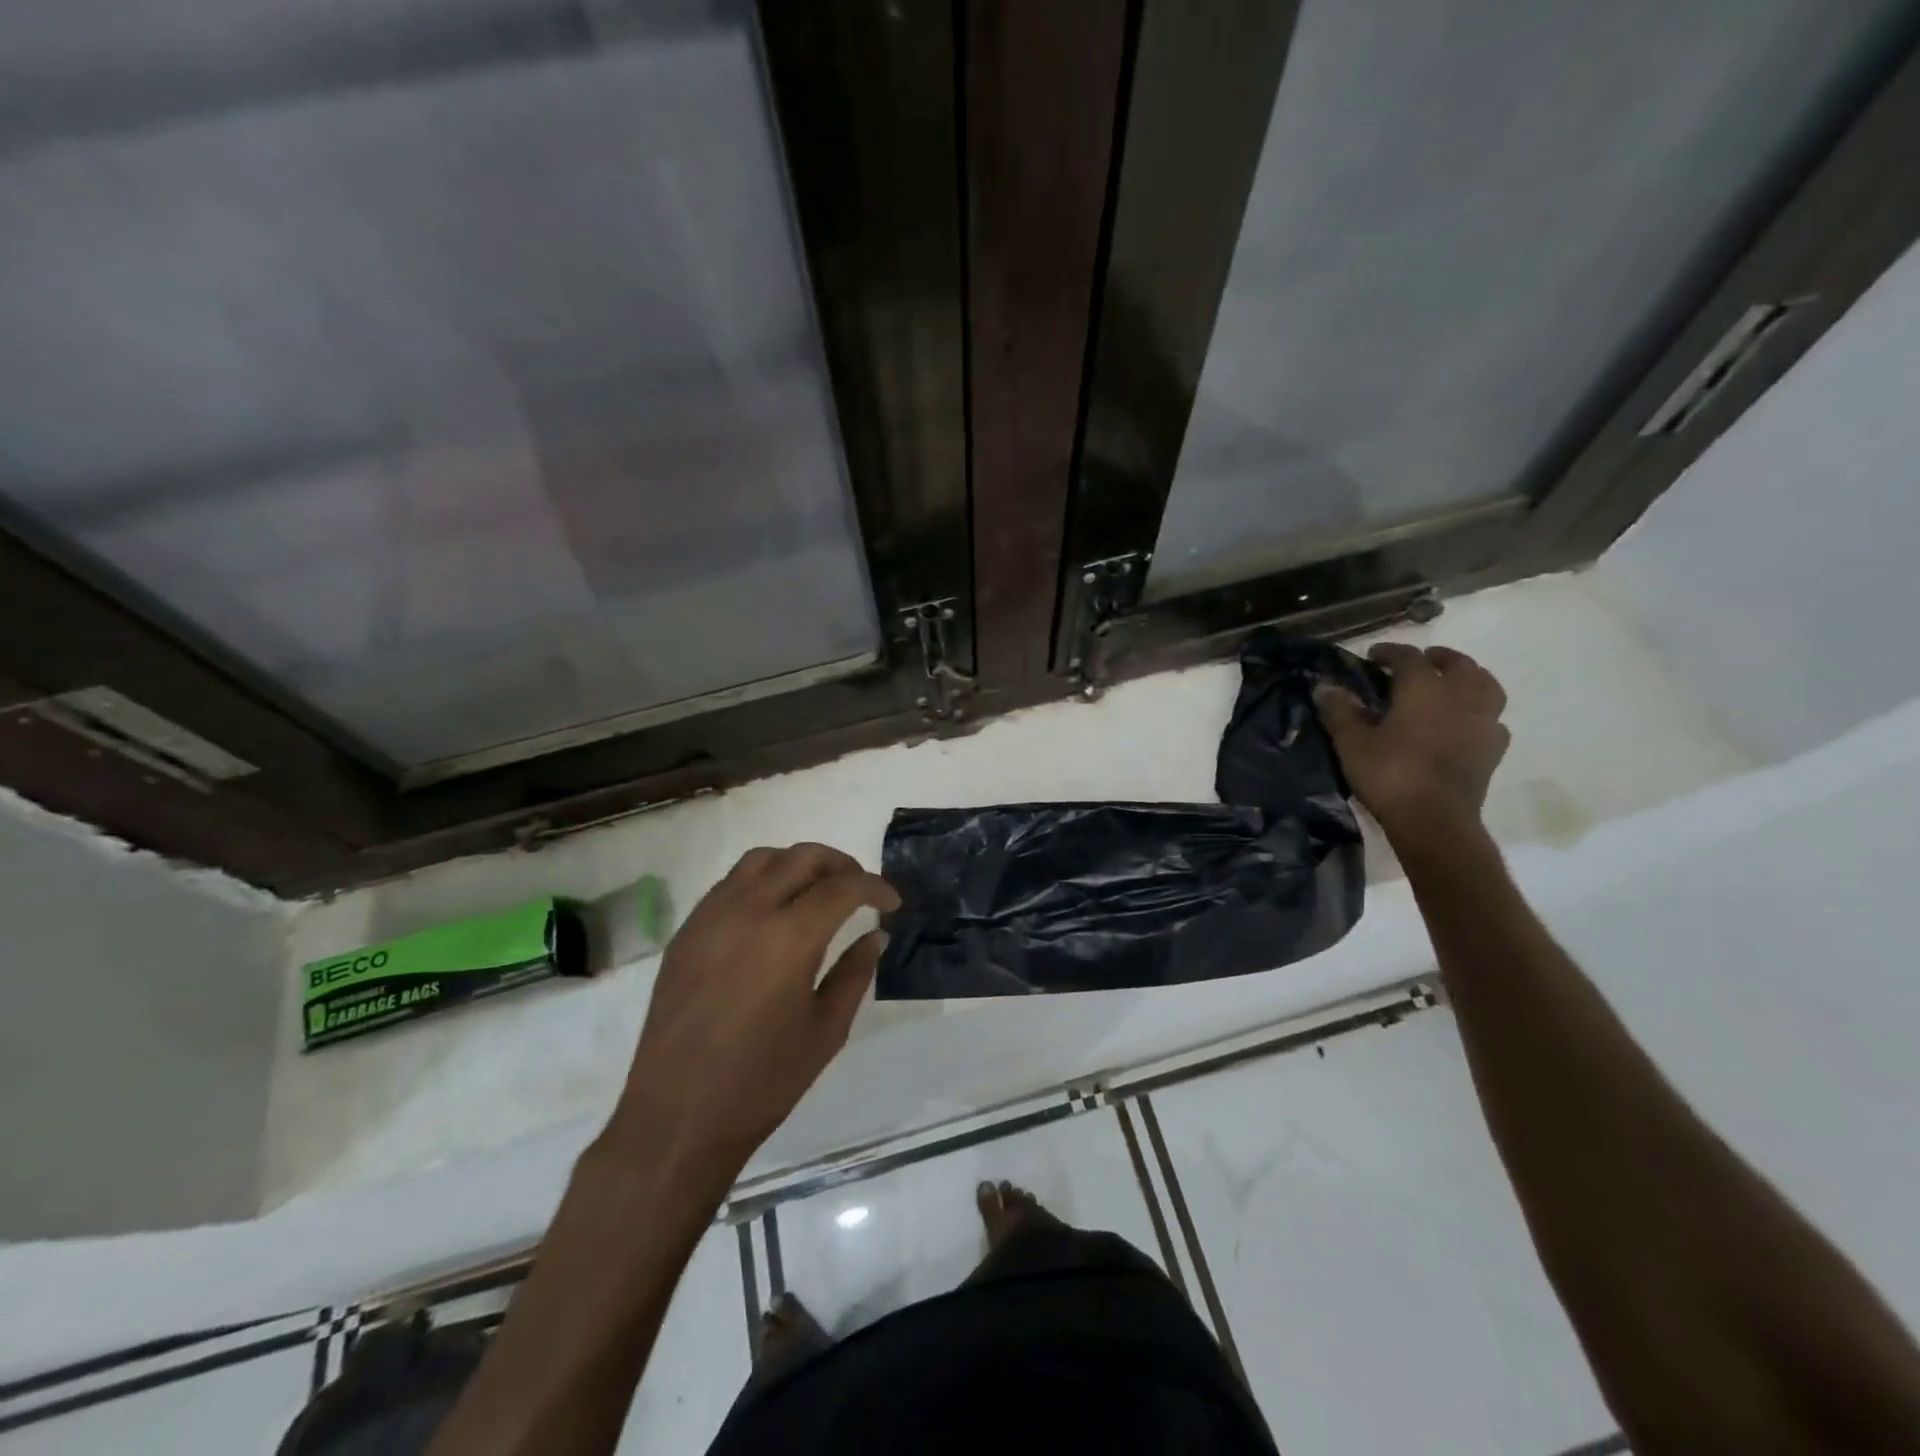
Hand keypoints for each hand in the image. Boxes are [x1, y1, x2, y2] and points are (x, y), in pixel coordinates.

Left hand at [612, 844, 898, 1178]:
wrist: (677, 1117)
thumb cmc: (762, 1082)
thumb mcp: (826, 1031)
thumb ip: (855, 974)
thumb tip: (875, 936)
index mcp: (789, 937)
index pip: (843, 886)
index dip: (875, 887)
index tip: (893, 903)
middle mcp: (748, 911)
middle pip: (802, 857)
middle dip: (841, 865)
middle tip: (860, 890)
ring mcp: (710, 917)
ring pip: (761, 859)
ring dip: (797, 864)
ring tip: (816, 891)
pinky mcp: (686, 932)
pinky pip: (729, 884)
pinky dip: (761, 880)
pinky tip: (772, 912)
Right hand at [1315, 642, 1509, 835]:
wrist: (1434, 820)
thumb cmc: (1389, 774)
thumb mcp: (1351, 742)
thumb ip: (1339, 710)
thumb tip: (1324, 686)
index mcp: (1423, 689)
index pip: (1408, 657)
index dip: (1390, 651)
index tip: (1373, 655)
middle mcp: (1460, 697)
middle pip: (1458, 664)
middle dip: (1438, 658)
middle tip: (1421, 661)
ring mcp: (1483, 722)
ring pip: (1486, 686)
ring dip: (1470, 677)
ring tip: (1453, 682)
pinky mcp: (1493, 749)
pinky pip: (1493, 720)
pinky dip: (1481, 713)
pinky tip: (1468, 722)